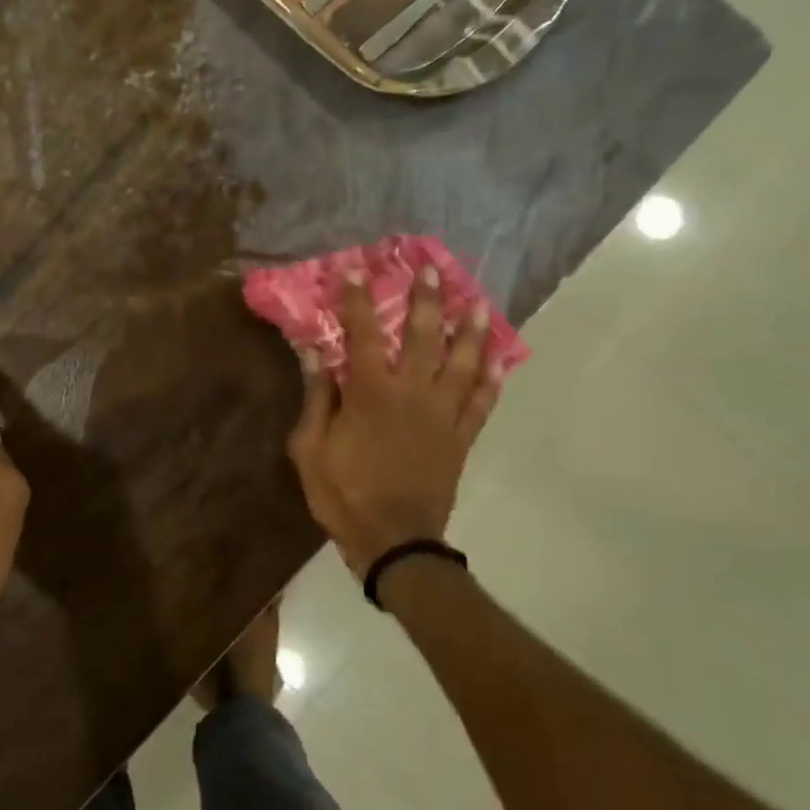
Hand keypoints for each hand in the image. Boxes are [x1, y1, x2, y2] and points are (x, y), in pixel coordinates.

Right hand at [286, 269, 504, 576]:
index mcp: (371, 394)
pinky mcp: (461, 437)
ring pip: (464, 362)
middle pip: (424, 337)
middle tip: (432, 268)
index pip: (364, 335)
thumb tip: (313, 352)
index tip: (357, 270)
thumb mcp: (310, 449)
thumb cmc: (343, 494)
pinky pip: (482, 402)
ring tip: (477, 303)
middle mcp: (413, 394)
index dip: (358, 300)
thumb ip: (316, 398)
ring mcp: (443, 415)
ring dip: (471, 330)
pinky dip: (491, 378)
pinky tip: (499, 359)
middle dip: (427, 299)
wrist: (394, 541)